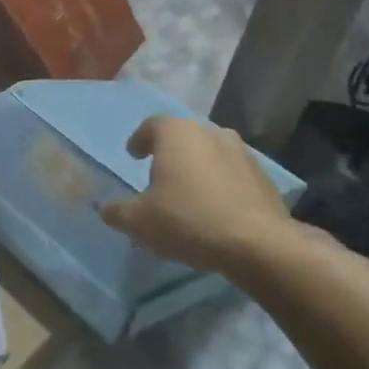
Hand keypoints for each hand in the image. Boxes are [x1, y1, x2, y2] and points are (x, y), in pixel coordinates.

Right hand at [97, 115, 298, 276]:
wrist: (257, 244)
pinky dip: (219, 186)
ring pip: (210, 155)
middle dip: (169, 154)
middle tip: (158, 177)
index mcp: (178, 134)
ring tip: (187, 196)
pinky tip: (213, 211)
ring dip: (197, 170)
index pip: (152, 124)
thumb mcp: (138, 221)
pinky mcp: (264, 178)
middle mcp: (211, 133)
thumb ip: (116, 211)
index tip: (134, 156)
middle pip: (184, 138)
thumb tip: (104, 208)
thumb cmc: (187, 220)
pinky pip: (232, 175)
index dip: (140, 139)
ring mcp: (242, 154)